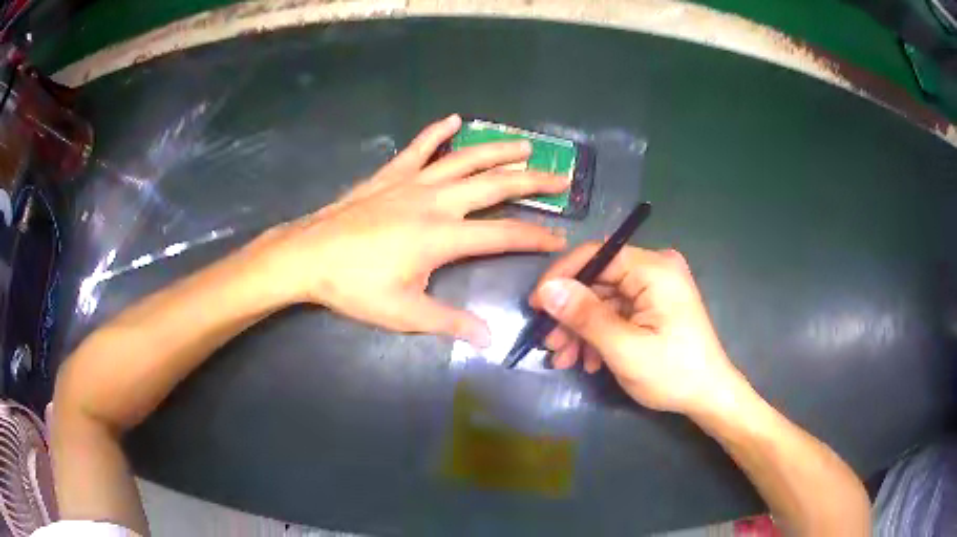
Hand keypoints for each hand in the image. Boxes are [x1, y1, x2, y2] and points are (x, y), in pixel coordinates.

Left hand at [249, 114, 568, 345]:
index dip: (536, 237)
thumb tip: (490, 338)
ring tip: (525, 145)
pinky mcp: (390, 174)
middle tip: (561, 176)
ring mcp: (412, 182)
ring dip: (498, 151)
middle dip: (533, 182)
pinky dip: (437, 132)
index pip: (503, 236)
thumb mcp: (403, 313)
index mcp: (443, 237)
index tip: (559, 239)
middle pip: (494, 186)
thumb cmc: (354, 286)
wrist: (308, 256)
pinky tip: (455, 119)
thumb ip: (450, 322)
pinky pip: (419, 147)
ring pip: (465, 159)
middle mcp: (436, 201)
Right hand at [529, 244, 746, 414]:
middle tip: (549, 344)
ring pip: (604, 300)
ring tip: (564, 360)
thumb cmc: (672, 373)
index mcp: (655, 269)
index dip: (562, 277)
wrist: (709, 396)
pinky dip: (599, 335)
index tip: (537, 306)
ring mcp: (656, 289)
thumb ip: (586, 316)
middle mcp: (656, 270)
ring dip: (582, 330)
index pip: (597, 255)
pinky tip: (588, 361)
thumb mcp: (624, 348)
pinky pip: (617, 313)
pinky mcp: (654, 307)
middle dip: (571, 315)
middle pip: (599, 281)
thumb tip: (547, 289)